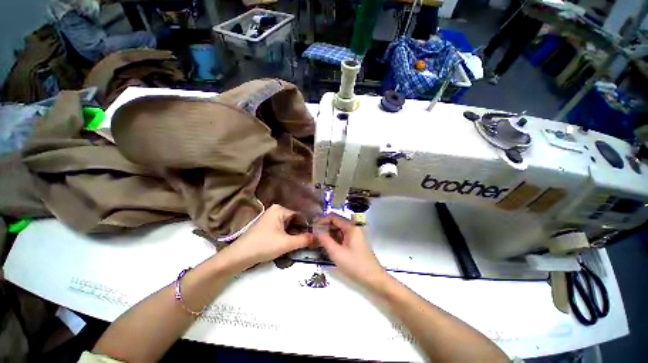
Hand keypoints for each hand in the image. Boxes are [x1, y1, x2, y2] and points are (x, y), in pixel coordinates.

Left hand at [221, 205, 312, 271]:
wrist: (239, 257)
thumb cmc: (264, 246)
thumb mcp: (287, 243)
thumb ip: (304, 239)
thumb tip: (319, 237)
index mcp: (279, 209)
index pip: (299, 216)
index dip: (307, 226)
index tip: (314, 236)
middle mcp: (275, 211)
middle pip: (294, 220)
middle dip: (300, 231)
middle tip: (309, 241)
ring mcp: (270, 218)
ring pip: (288, 226)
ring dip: (293, 234)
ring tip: (300, 244)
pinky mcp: (266, 226)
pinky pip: (281, 229)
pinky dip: (286, 236)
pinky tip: (290, 244)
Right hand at [316, 214, 386, 288]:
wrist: (373, 278)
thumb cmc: (355, 265)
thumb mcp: (337, 253)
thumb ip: (325, 240)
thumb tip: (316, 231)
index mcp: (351, 227)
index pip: (334, 217)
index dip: (322, 220)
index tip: (313, 226)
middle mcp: (354, 227)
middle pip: (337, 223)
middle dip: (325, 227)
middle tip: (314, 234)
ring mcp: (356, 235)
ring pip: (339, 230)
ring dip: (329, 234)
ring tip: (318, 240)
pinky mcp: (356, 242)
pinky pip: (343, 236)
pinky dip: (335, 239)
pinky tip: (328, 245)